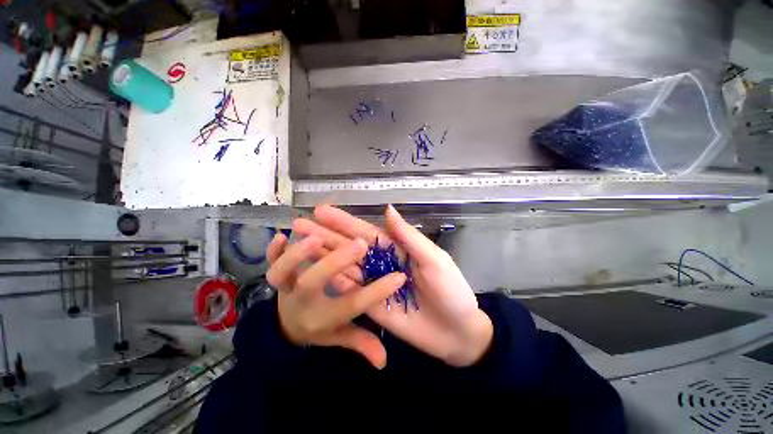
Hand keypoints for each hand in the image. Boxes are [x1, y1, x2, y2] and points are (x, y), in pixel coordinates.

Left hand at [266, 234, 406, 368]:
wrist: (285, 326)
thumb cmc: (320, 326)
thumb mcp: (340, 336)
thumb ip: (360, 343)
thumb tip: (383, 362)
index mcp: (323, 317)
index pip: (352, 305)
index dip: (377, 292)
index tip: (399, 277)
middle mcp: (303, 301)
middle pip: (315, 282)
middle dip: (337, 263)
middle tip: (360, 245)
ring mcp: (286, 287)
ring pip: (284, 272)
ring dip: (298, 255)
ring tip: (317, 238)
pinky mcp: (277, 276)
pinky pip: (269, 263)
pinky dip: (272, 251)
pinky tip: (281, 235)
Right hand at [293, 205, 492, 366]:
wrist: (457, 332)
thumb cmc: (450, 291)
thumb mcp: (433, 259)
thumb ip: (408, 237)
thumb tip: (387, 208)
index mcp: (395, 249)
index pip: (364, 232)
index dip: (343, 221)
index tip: (321, 211)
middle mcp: (381, 263)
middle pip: (349, 246)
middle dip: (325, 235)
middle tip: (299, 224)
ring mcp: (374, 284)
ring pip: (345, 266)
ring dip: (323, 256)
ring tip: (299, 246)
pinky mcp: (372, 305)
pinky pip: (350, 291)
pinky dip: (334, 281)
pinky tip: (315, 272)